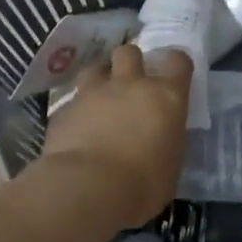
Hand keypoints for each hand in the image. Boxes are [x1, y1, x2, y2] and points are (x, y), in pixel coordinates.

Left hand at [41, 44, 191, 228]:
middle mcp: (129, 85)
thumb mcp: (171, 166)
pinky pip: (72, 102)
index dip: (175, 64)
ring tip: (101, 100)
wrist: (88, 189)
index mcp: (165, 97)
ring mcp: (93, 94)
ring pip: (95, 68)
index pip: (177, 60)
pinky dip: (77, 111)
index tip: (173, 76)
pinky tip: (77, 131)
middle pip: (129, 51)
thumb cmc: (143, 185)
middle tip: (131, 84)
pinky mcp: (63, 110)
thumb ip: (166, 144)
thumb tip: (161, 143)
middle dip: (130, 63)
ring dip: (100, 79)